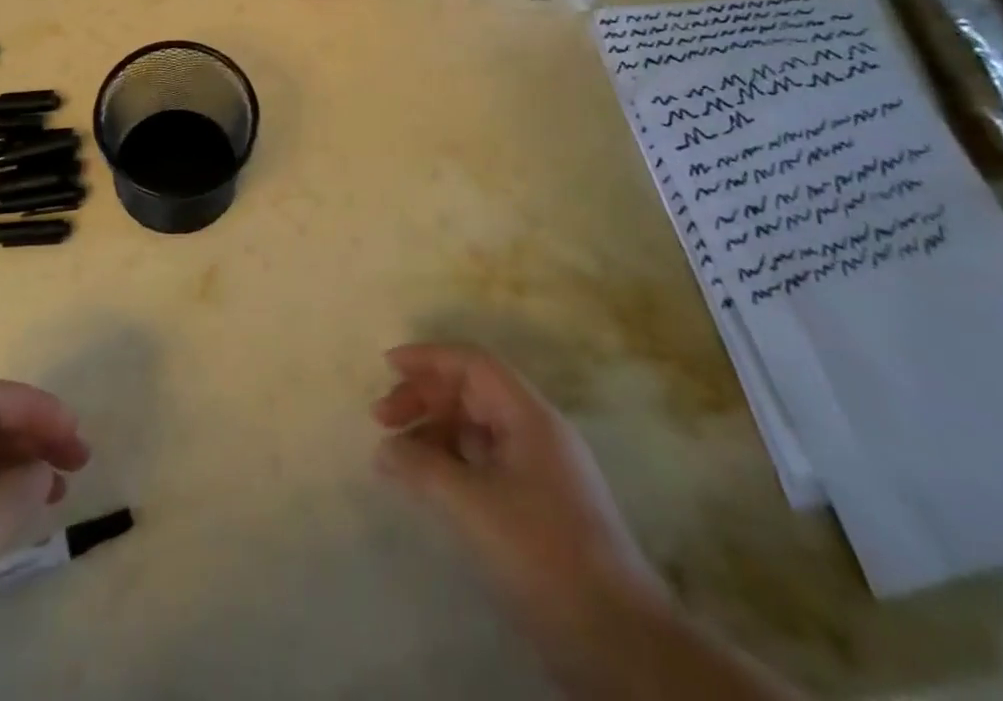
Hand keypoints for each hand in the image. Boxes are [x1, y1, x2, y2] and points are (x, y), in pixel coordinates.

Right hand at [372, 345, 668, 670]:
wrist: (620, 644)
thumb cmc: (544, 556)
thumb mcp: (473, 507)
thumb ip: (423, 468)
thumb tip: (386, 448)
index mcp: (529, 416)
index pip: (473, 363)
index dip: (428, 358)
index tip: (387, 366)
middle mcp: (537, 432)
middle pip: (473, 392)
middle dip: (425, 397)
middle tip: (382, 418)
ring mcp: (542, 470)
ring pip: (478, 428)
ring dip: (435, 431)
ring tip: (397, 456)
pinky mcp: (541, 505)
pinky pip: (486, 461)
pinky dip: (452, 462)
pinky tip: (429, 483)